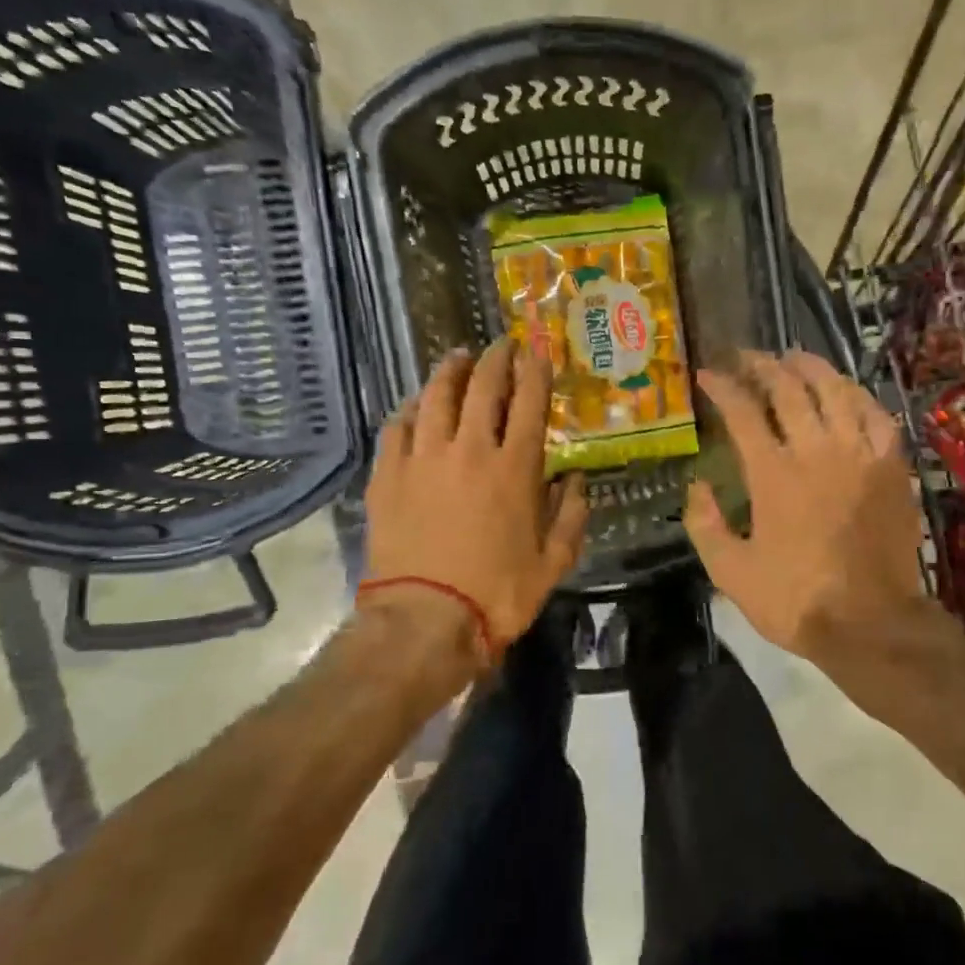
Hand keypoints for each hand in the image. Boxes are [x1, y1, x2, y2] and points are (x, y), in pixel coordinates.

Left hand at [363, 340, 588, 659]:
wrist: (424, 621)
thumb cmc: (496, 595)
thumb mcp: (553, 563)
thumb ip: (571, 516)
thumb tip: (576, 479)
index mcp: (515, 469)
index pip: (530, 404)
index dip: (536, 372)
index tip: (539, 351)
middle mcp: (469, 450)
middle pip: (483, 387)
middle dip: (496, 359)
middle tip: (501, 344)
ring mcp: (423, 459)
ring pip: (436, 397)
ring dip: (450, 371)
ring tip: (458, 357)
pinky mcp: (388, 475)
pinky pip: (398, 426)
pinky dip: (411, 408)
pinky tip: (417, 404)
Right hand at [686, 350, 930, 663]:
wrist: (871, 624)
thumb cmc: (796, 600)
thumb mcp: (731, 572)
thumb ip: (704, 525)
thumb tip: (697, 486)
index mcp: (773, 474)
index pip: (743, 411)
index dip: (722, 387)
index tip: (707, 374)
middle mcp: (817, 451)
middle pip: (789, 389)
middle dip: (763, 365)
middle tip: (748, 357)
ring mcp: (860, 455)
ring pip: (837, 391)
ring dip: (812, 368)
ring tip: (794, 358)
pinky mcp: (892, 468)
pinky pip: (877, 416)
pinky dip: (858, 397)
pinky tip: (847, 394)